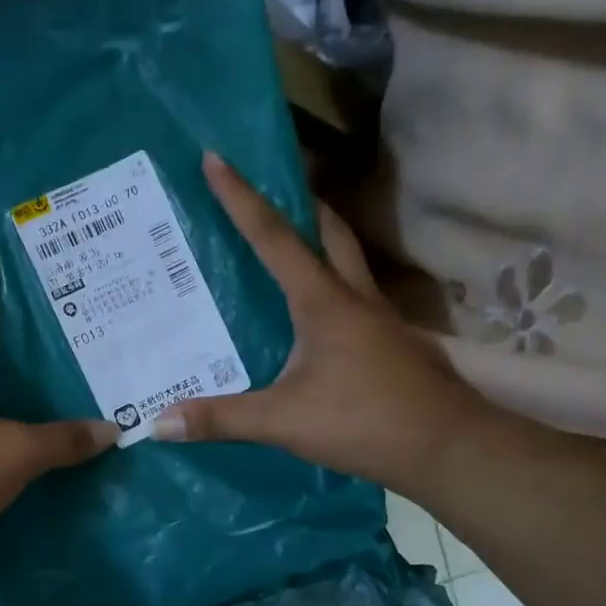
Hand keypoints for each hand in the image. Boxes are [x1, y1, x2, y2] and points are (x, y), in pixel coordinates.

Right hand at [151, 152, 480, 493]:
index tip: (216, 158)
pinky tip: (313, 317)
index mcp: (323, 302)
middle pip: (327, 233)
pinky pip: (354, 299)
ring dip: (319, 242)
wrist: (446, 447)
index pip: (273, 238)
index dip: (241, 198)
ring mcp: (379, 320)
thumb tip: (159, 422)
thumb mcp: (284, 422)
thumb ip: (222, 419)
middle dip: (297, 204)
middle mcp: (354, 298)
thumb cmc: (364, 422)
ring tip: (285, 246)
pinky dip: (330, 287)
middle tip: (267, 191)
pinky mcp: (390, 343)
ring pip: (347, 262)